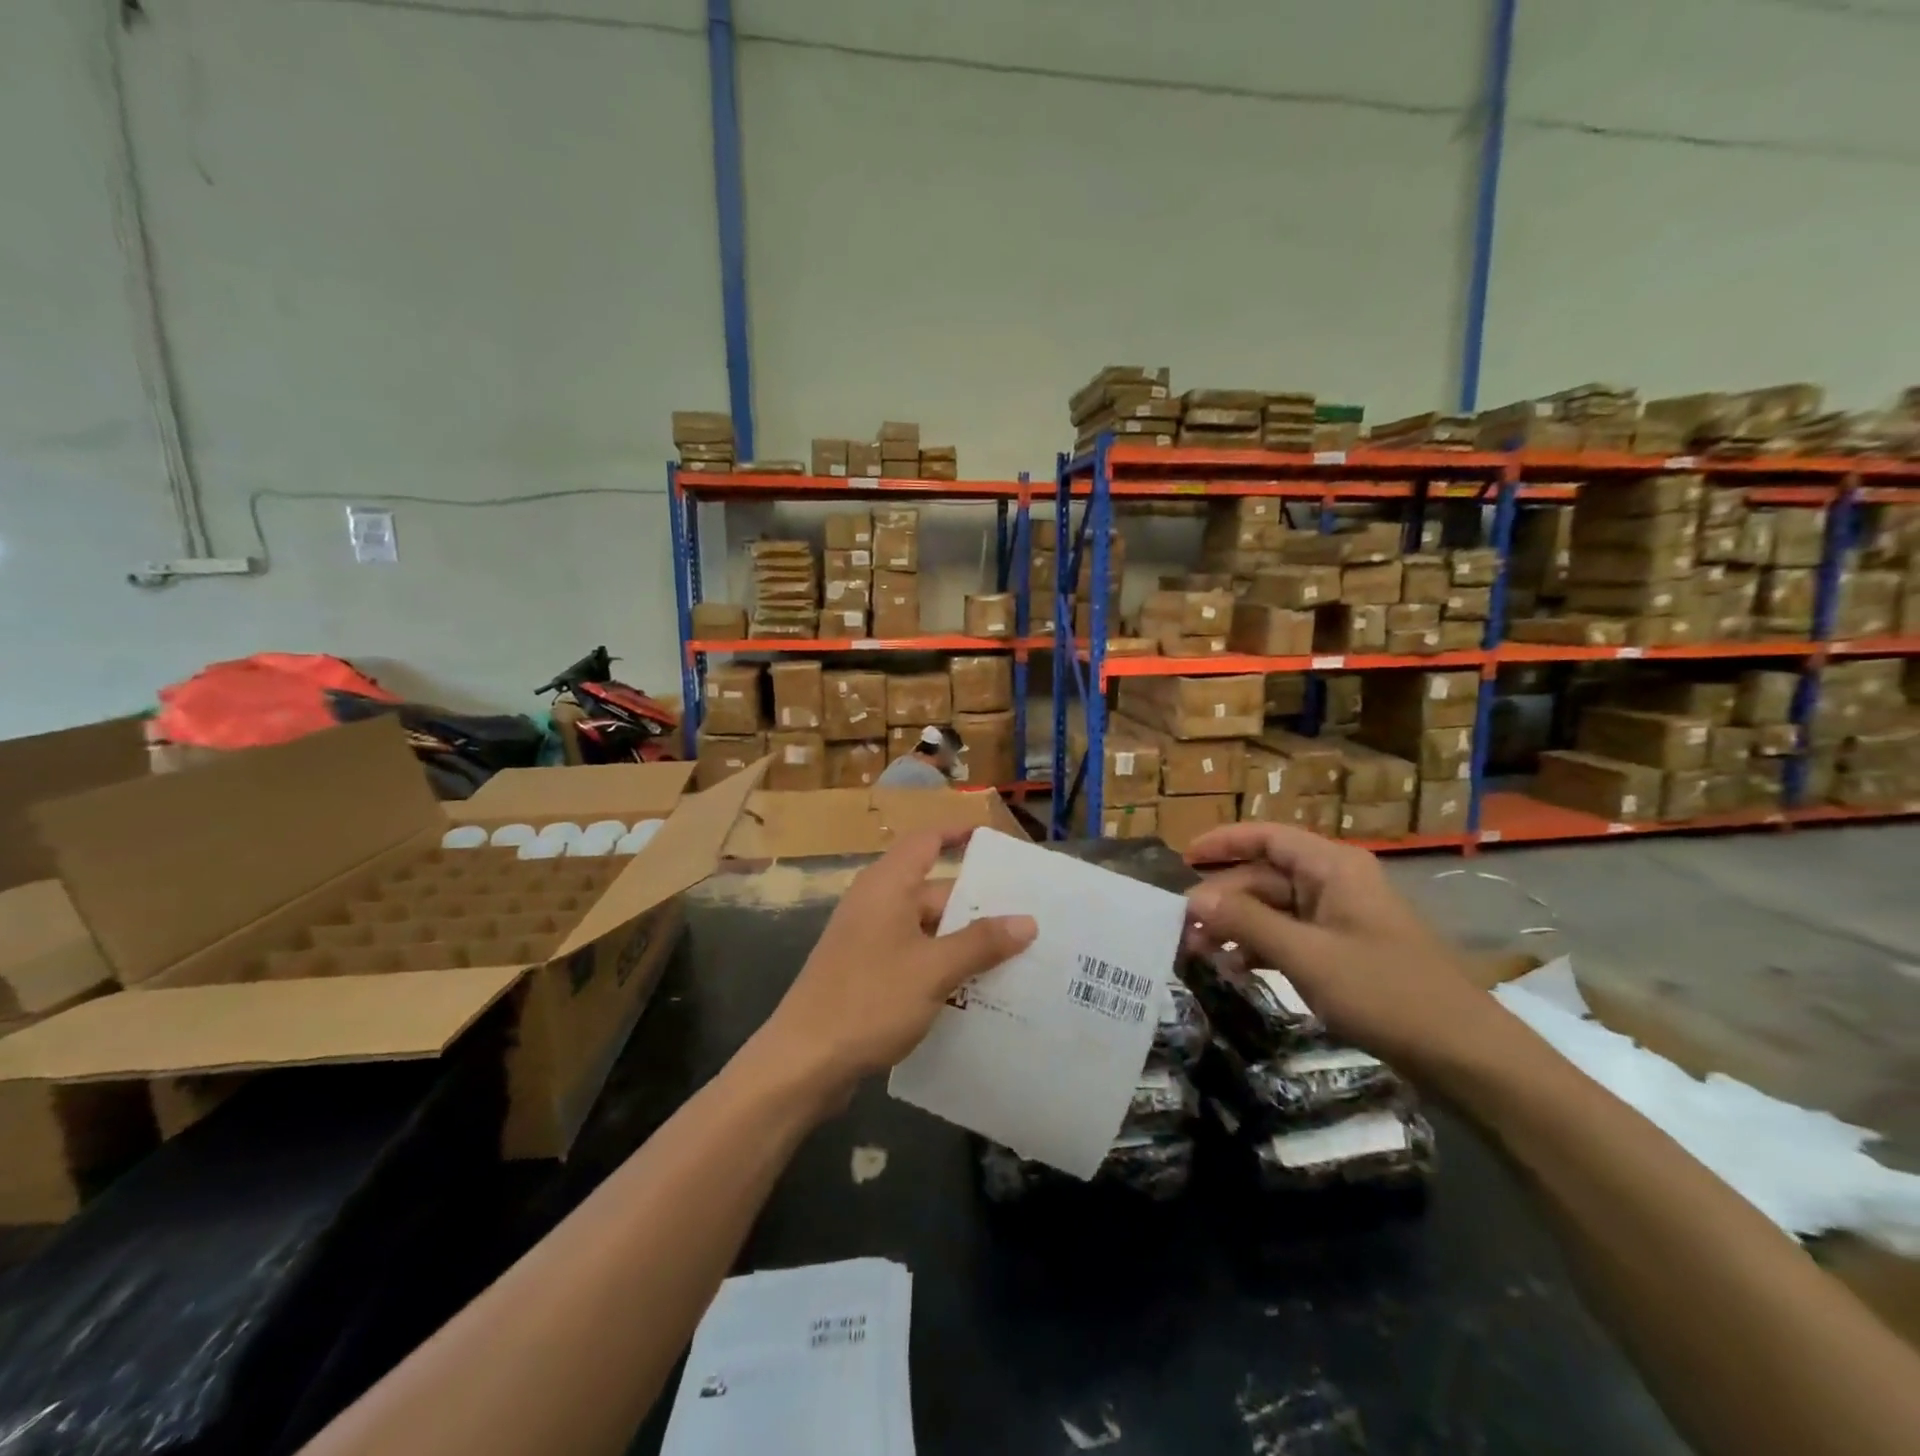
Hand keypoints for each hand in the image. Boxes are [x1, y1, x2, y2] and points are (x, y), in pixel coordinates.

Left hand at [755, 829, 1036, 1099]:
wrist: (803, 1063)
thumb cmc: (869, 1001)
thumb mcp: (934, 970)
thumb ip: (981, 943)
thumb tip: (1027, 921)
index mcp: (887, 886)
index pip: (927, 842)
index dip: (959, 835)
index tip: (996, 843)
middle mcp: (877, 905)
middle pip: (934, 892)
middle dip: (978, 905)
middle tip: (1028, 919)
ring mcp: (869, 941)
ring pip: (927, 930)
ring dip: (964, 942)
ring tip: (1016, 958)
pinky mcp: (866, 974)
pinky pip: (915, 958)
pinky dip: (943, 967)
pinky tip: (977, 992)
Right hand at [1182, 823, 1501, 1076]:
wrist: (1465, 1055)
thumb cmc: (1385, 992)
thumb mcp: (1307, 955)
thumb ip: (1247, 921)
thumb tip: (1193, 898)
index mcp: (1333, 868)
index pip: (1268, 837)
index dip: (1224, 842)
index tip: (1183, 859)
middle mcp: (1335, 883)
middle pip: (1265, 877)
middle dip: (1223, 898)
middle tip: (1182, 929)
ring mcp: (1340, 918)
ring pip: (1274, 909)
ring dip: (1237, 926)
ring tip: (1199, 952)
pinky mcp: (1344, 951)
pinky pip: (1290, 936)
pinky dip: (1260, 947)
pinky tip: (1234, 969)